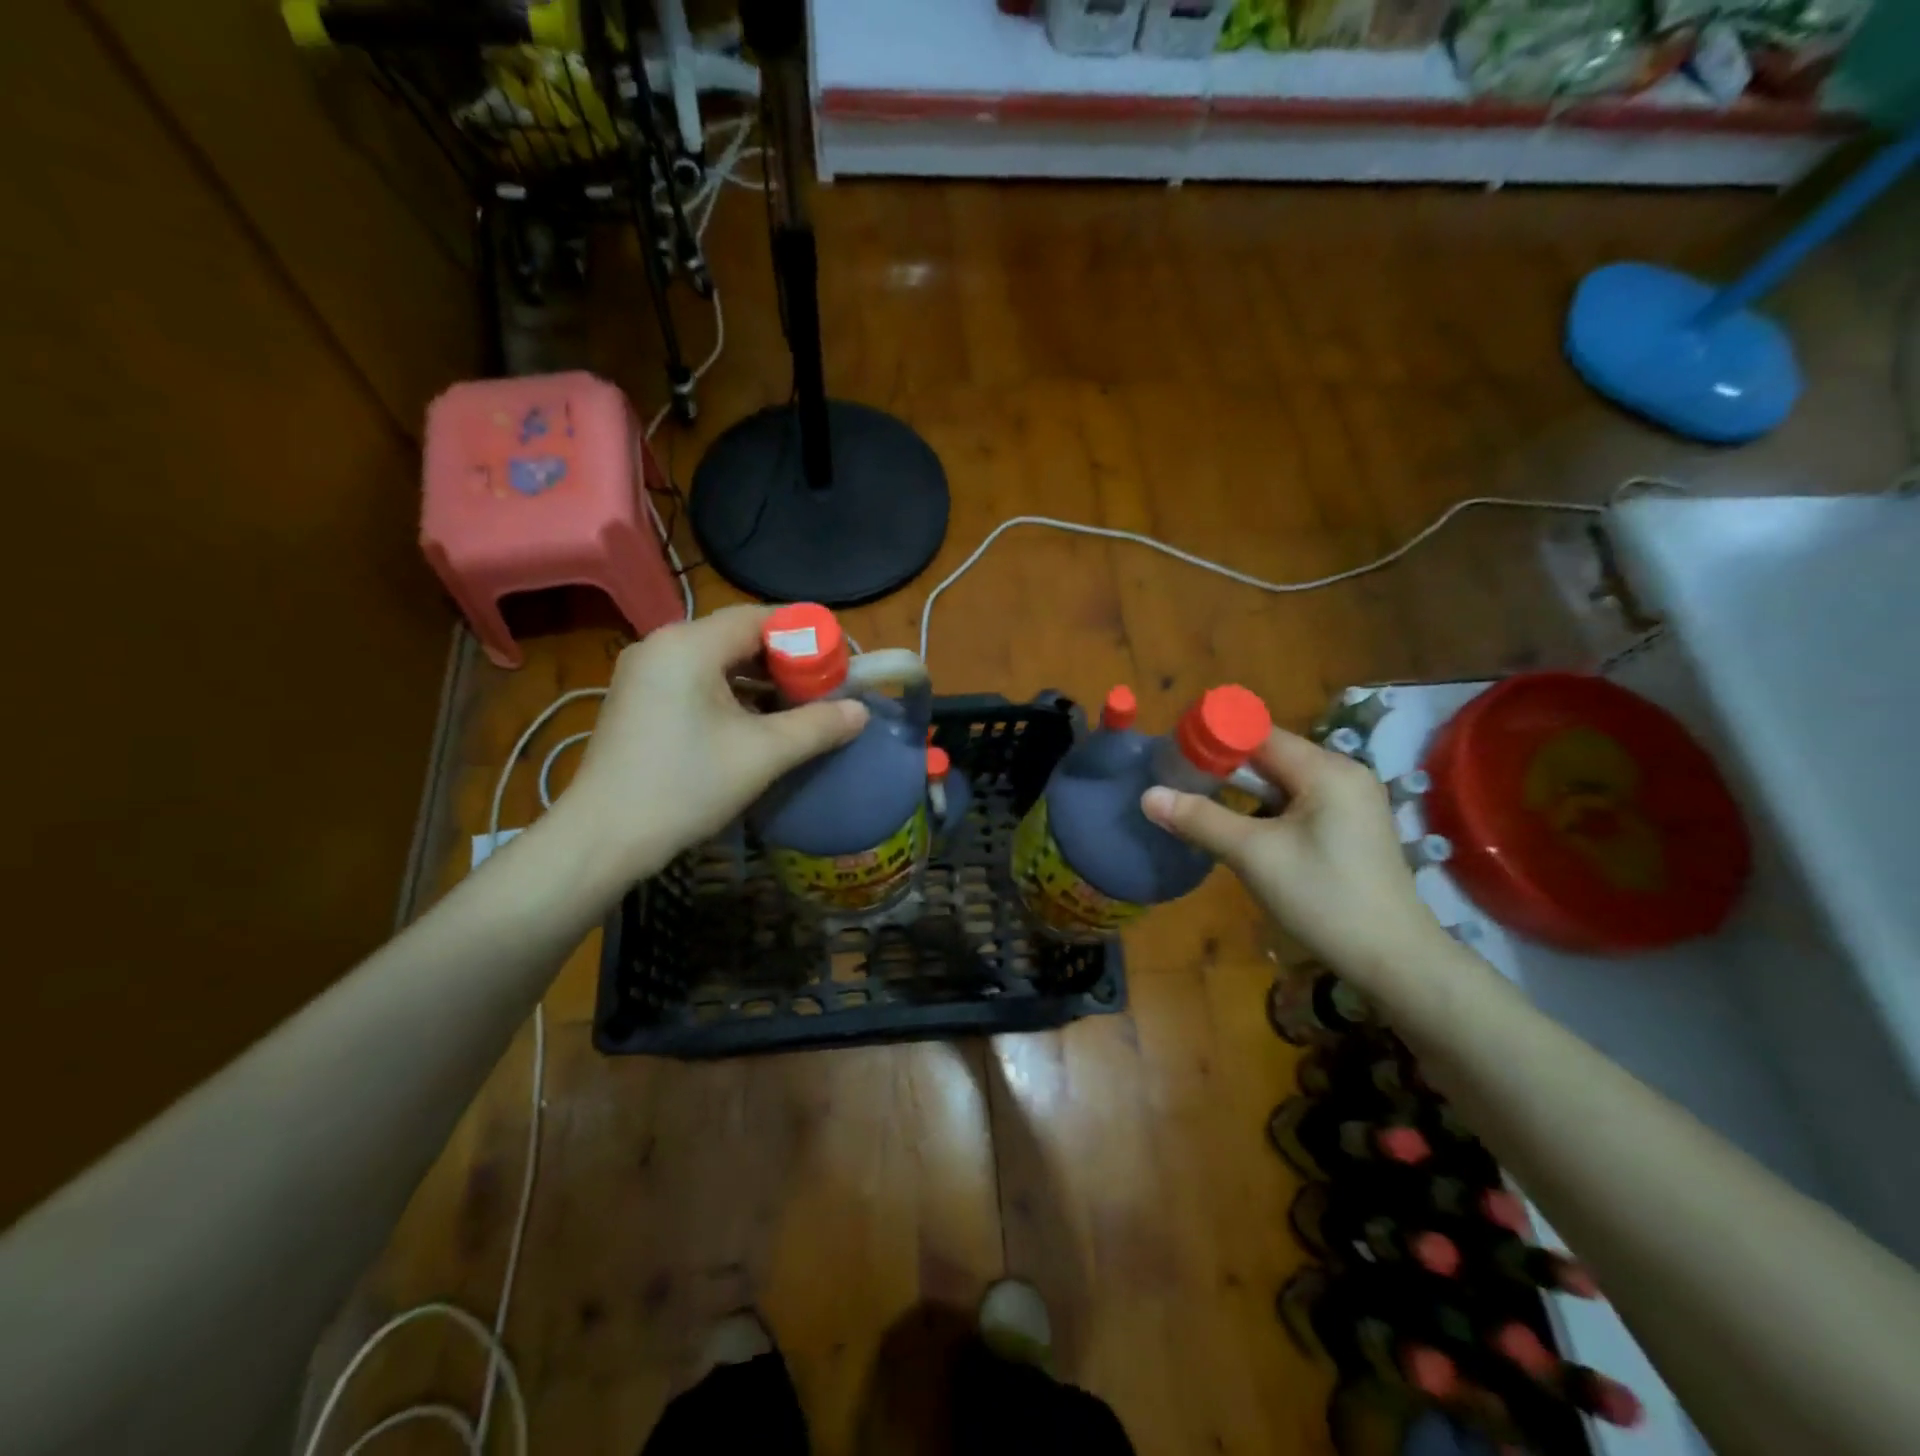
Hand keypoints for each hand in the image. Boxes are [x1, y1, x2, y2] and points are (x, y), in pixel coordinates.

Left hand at [557, 606, 867, 879]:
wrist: (604, 838)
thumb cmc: (685, 786)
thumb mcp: (762, 755)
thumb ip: (817, 726)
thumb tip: (861, 712)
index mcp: (689, 645)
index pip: (761, 618)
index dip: (806, 635)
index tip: (839, 662)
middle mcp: (662, 646)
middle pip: (739, 637)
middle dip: (786, 661)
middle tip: (824, 689)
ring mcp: (645, 673)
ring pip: (718, 662)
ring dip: (761, 681)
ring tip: (798, 709)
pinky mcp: (639, 701)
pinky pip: (697, 682)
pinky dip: (732, 695)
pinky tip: (756, 725)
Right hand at [1141, 729, 1446, 988]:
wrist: (1393, 961)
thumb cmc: (1323, 899)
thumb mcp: (1253, 856)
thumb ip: (1200, 820)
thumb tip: (1148, 795)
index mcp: (1326, 770)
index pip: (1259, 734)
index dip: (1214, 738)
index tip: (1174, 752)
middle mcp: (1343, 775)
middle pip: (1270, 756)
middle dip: (1224, 768)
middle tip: (1179, 781)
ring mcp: (1352, 802)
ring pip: (1282, 782)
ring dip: (1242, 792)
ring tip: (1201, 806)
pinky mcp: (1351, 828)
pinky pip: (1298, 804)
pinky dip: (1266, 811)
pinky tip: (1244, 833)